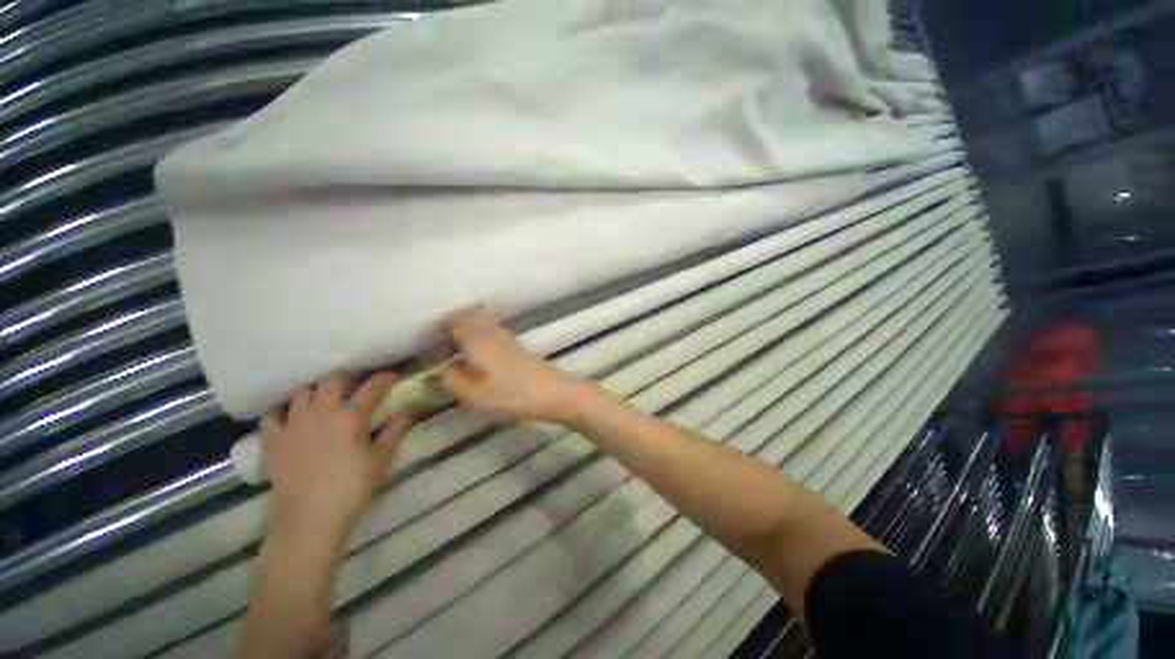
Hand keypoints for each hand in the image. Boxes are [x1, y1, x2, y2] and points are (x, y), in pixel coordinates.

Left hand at [259, 373, 413, 541]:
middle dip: (345, 380)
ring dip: (315, 394)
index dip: (384, 378)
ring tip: (322, 404)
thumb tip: (406, 413)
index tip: (391, 377)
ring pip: (302, 394)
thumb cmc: (352, 487)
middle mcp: (321, 412)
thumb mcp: (381, 459)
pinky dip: (283, 413)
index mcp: (351, 416)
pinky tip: (290, 419)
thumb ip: (395, 432)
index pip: (372, 387)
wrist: (310, 517)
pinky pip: (272, 416)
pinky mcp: (272, 441)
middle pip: (331, 381)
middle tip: (353, 389)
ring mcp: (293, 425)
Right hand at [440, 305, 593, 424]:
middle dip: (457, 320)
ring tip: (460, 343)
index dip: (444, 324)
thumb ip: (452, 379)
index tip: (435, 333)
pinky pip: (495, 331)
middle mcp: (493, 334)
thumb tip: (444, 367)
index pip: (457, 321)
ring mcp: (509, 339)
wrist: (551, 392)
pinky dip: (484, 334)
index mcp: (478, 341)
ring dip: (471, 326)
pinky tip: (482, 352)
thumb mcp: (472, 395)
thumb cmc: (509, 395)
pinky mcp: (519, 347)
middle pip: (473, 315)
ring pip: (485, 322)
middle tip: (446, 335)